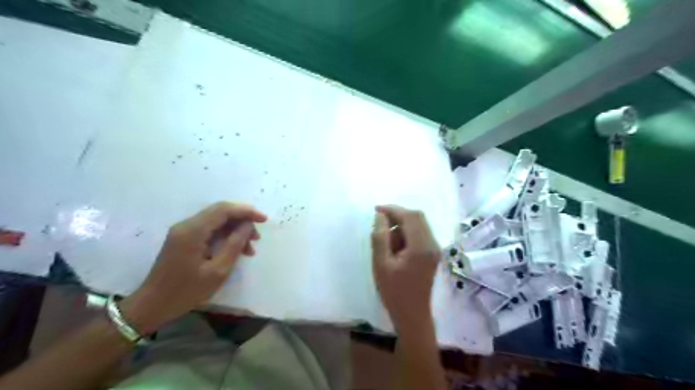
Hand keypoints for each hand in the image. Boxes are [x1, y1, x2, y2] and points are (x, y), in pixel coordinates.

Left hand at [119, 203, 265, 333]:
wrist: (152, 306)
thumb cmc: (186, 291)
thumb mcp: (217, 271)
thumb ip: (234, 244)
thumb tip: (247, 226)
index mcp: (193, 231)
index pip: (224, 210)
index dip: (246, 211)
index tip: (264, 220)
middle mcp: (187, 225)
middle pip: (220, 212)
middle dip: (242, 221)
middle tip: (257, 237)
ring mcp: (184, 231)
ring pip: (216, 221)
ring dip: (235, 230)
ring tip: (249, 248)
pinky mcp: (183, 239)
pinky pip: (209, 230)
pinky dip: (225, 236)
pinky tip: (235, 250)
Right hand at [368, 205, 438, 334]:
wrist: (413, 315)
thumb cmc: (394, 292)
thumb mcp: (381, 264)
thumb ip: (380, 237)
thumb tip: (380, 216)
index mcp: (421, 246)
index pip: (410, 216)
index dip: (393, 209)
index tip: (376, 210)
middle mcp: (432, 244)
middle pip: (417, 217)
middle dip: (398, 215)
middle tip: (379, 222)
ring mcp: (435, 249)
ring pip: (419, 224)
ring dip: (402, 225)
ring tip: (386, 239)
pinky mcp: (433, 254)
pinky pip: (420, 234)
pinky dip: (407, 233)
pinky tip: (395, 245)